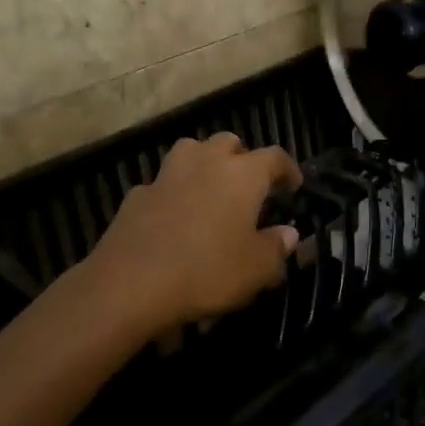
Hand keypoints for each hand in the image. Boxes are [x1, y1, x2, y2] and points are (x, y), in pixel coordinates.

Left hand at [88, 133, 301, 333]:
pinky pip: (164, 183)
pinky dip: (174, 192)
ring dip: (205, 163)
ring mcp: (168, 174)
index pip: (274, 157)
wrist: (131, 283)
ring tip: (211, 189)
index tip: (293, 185)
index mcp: (243, 175)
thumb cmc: (207, 271)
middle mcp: (206, 162)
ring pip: (192, 150)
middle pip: (230, 142)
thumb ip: (277, 247)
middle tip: (250, 185)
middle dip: (243, 158)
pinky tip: (175, 217)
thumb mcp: (256, 269)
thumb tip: (289, 233)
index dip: (287, 169)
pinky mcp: (138, 193)